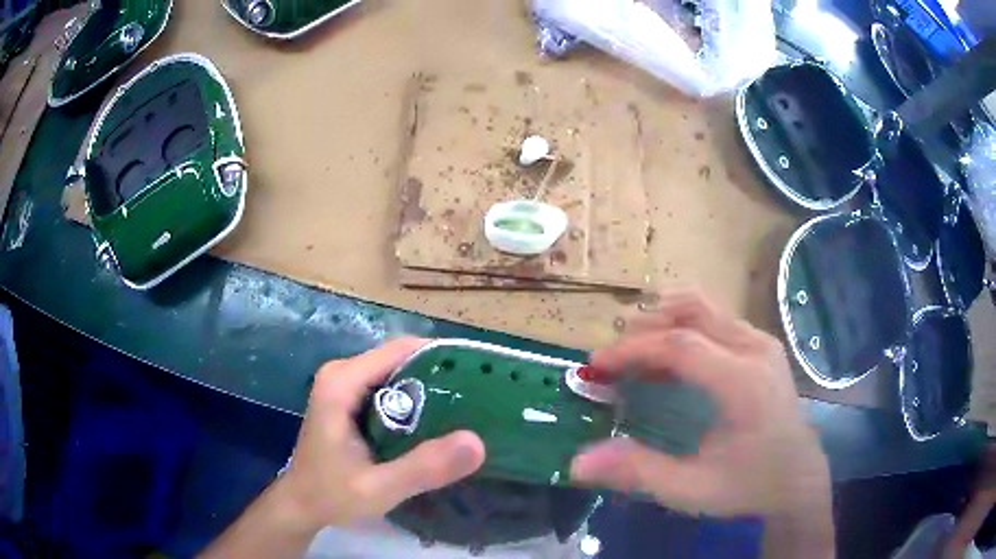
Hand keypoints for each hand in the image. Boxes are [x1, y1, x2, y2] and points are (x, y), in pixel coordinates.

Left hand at [275, 338, 485, 530]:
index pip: (400, 350)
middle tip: (478, 399)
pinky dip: (413, 402)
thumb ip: (424, 467)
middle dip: (439, 375)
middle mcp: (341, 374)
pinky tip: (436, 424)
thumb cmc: (331, 495)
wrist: (300, 506)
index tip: (478, 374)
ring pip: (395, 373)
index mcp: (342, 382)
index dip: (441, 356)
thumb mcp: (379, 488)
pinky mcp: (347, 400)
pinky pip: (387, 388)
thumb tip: (477, 442)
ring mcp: (343, 386)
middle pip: (400, 359)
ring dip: (429, 389)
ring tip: (466, 410)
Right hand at [570, 291, 829, 517]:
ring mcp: (762, 343)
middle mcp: (755, 349)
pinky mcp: (763, 346)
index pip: (679, 345)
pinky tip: (669, 362)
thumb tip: (578, 462)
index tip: (596, 365)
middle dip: (644, 327)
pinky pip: (717, 322)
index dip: (631, 349)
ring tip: (635, 355)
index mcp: (743, 382)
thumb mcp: (691, 489)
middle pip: (692, 312)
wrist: (798, 478)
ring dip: (663, 323)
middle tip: (612, 357)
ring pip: (705, 310)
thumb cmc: (748, 485)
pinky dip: (685, 331)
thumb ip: (638, 471)